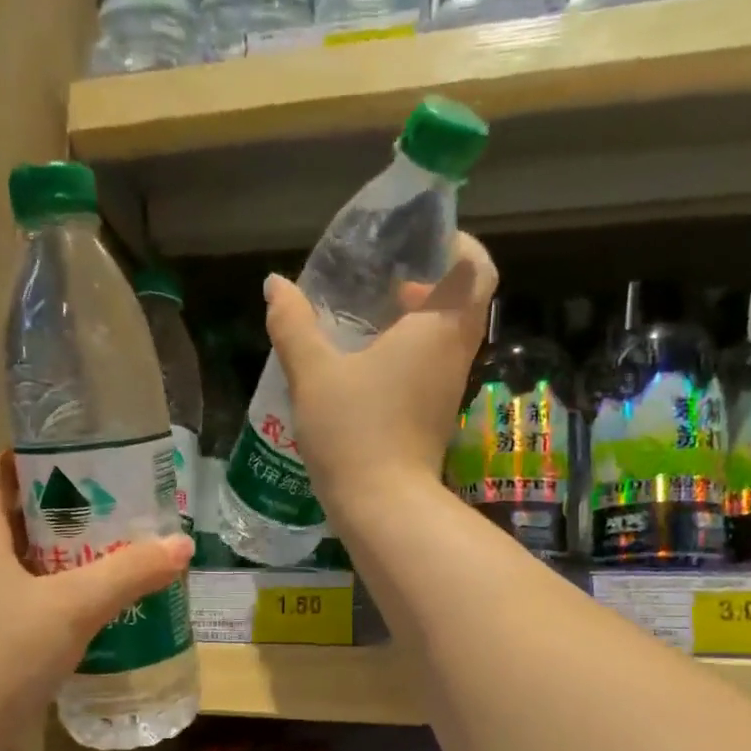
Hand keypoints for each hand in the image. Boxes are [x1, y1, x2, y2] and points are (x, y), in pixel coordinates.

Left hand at [0, 453, 191, 732]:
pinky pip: (23, 601)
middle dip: (71, 511)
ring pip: (24, 562)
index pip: (1, 469)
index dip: (43, 457)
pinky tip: (96, 613)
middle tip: (125, 513)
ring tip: (122, 558)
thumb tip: (181, 543)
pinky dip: (58, 598)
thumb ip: (128, 572)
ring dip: (68, 557)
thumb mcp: (71, 607)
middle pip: (19, 515)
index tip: (95, 462)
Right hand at [263, 232, 497, 525]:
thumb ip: (293, 325)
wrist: (383, 507)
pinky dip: (410, 354)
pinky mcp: (435, 418)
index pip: (476, 270)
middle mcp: (453, 355)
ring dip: (418, 322)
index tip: (423, 243)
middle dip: (431, 284)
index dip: (458, 246)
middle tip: (387, 282)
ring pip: (447, 338)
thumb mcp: (314, 374)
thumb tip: (274, 284)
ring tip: (370, 320)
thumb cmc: (355, 431)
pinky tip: (366, 366)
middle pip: (463, 302)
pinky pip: (432, 368)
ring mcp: (448, 391)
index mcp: (438, 330)